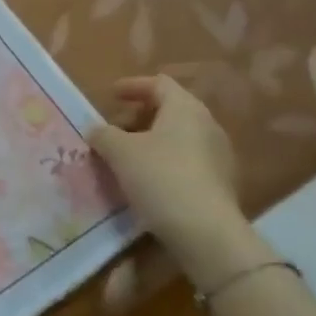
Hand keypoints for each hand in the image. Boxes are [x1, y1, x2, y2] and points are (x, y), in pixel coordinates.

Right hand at [89, 76, 248, 273]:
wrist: (205, 231)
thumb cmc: (160, 177)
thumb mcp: (120, 152)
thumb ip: (104, 134)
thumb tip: (96, 129)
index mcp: (185, 109)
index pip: (159, 84)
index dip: (132, 86)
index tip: (110, 94)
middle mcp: (207, 125)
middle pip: (170, 111)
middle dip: (138, 117)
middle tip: (113, 130)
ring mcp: (218, 155)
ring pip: (178, 138)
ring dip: (150, 142)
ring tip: (125, 158)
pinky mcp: (219, 183)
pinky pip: (185, 162)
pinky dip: (163, 163)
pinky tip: (145, 182)